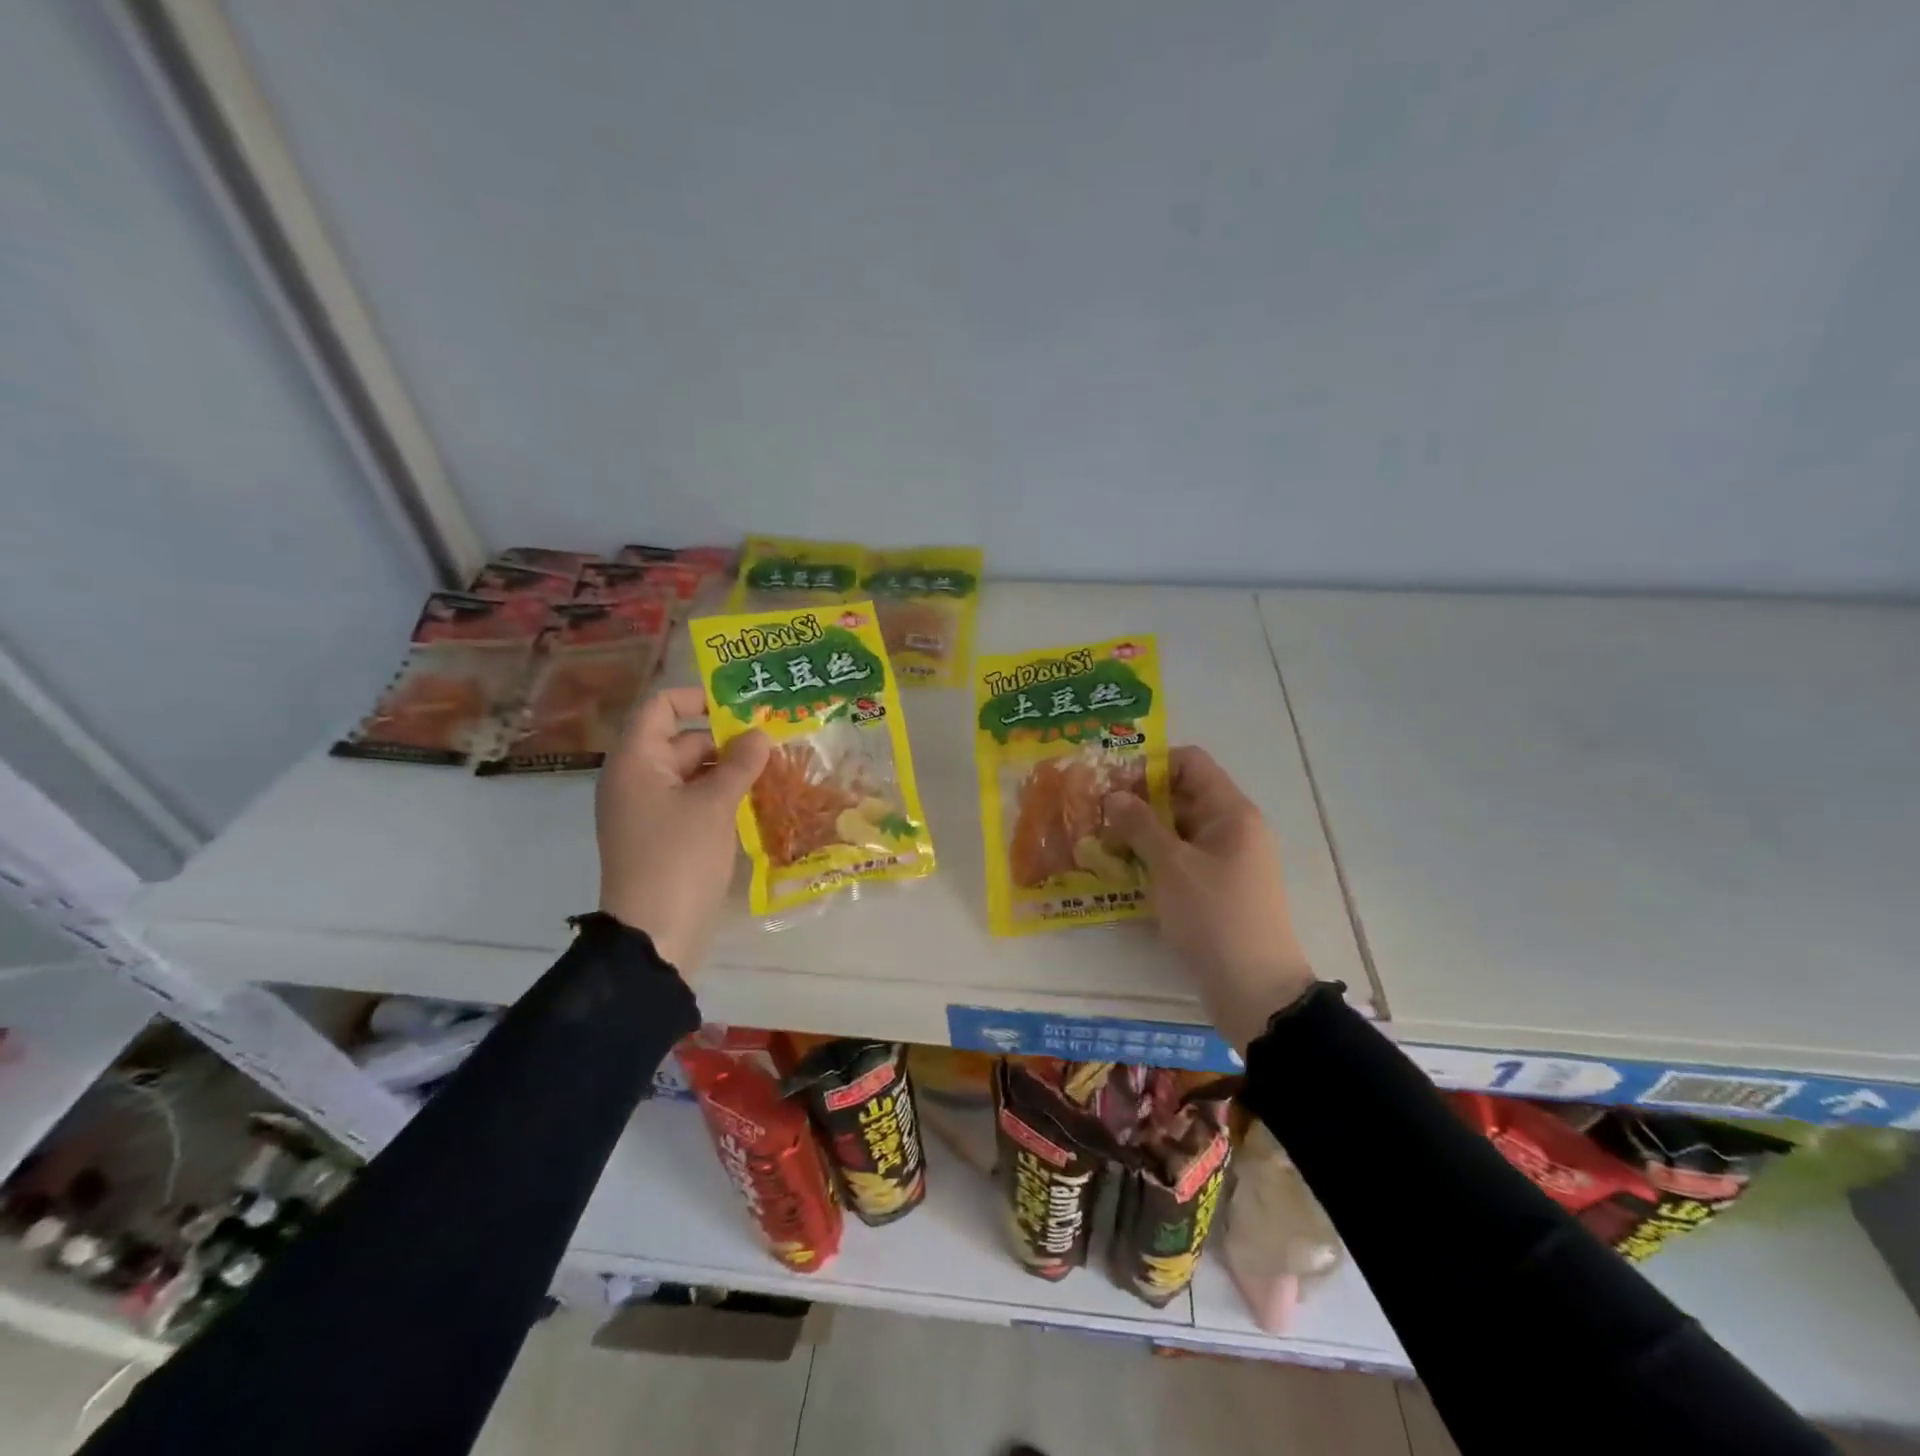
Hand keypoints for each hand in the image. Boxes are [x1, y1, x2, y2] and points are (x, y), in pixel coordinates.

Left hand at [596, 686, 769, 972]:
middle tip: (774, 741)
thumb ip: (740, 763)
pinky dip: (720, 796)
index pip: (661, 707)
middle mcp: (636, 779)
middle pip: (681, 740)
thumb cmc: (679, 858)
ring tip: (774, 769)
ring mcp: (648, 810)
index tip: (741, 705)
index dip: (698, 698)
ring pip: (692, 773)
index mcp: (637, 761)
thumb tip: (760, 734)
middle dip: (726, 739)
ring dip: (729, 769)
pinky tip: (757, 801)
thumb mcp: (715, 804)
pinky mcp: (663, 836)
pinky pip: (692, 801)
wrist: (654, 935)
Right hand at [1104, 747, 1315, 1051]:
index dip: (1151, 765)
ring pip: (1179, 829)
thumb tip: (1114, 796)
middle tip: (1097, 814)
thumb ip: (1140, 825)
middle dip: (1139, 800)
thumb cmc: (1214, 916)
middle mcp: (1233, 829)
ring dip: (1143, 831)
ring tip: (1102, 842)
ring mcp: (1227, 860)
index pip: (1191, 763)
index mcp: (1231, 812)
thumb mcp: (1171, 866)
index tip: (1113, 783)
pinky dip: (1155, 858)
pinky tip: (1123, 871)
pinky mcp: (1217, 889)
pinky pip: (1182, 859)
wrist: (1255, 990)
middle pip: (1183, 795)